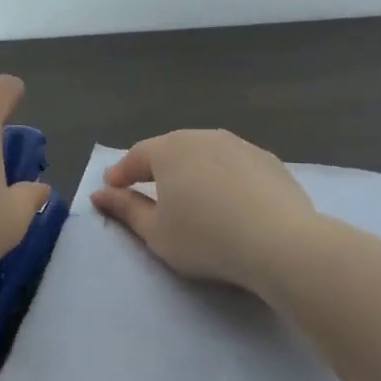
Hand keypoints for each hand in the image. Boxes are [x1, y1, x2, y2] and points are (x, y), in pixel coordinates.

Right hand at [90, 129, 317, 299]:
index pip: (136, 156)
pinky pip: (234, 165)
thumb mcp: (156, 232)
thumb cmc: (206, 238)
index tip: (110, 187)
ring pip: (205, 154)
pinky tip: (228, 200)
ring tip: (189, 194)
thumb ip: (125, 209)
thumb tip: (101, 193)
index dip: (120, 173)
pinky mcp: (268, 161)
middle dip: (155, 167)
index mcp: (169, 149)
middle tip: (146, 187)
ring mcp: (239, 145)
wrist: (280, 243)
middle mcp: (203, 137)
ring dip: (192, 170)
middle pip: (171, 149)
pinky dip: (223, 178)